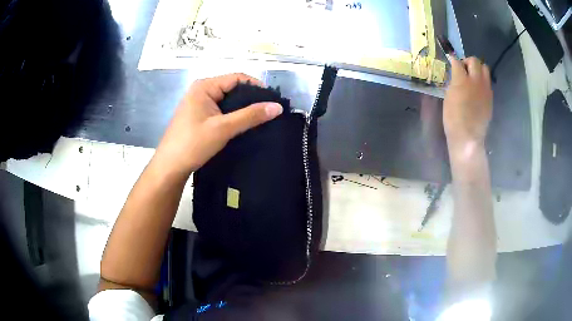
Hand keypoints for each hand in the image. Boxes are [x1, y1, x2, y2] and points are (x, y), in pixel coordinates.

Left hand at [154, 73, 282, 174]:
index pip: (237, 78)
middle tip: (269, 111)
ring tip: (261, 118)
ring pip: (227, 100)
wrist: (170, 167)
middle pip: (232, 87)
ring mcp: (199, 103)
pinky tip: (244, 124)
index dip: (257, 86)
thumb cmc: (193, 144)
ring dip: (243, 108)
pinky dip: (233, 115)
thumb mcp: (223, 128)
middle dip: (251, 98)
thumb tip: (278, 107)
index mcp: (204, 86)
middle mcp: (201, 90)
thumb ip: (250, 116)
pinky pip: (221, 109)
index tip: (273, 100)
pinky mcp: (199, 115)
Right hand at [444, 57, 492, 157]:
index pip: (457, 62)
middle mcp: (475, 80)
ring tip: (473, 77)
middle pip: (474, 61)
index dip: (453, 60)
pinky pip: (488, 82)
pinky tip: (478, 90)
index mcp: (461, 80)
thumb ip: (454, 82)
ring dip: (478, 69)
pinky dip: (483, 81)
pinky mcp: (490, 97)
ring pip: (485, 68)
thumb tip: (456, 76)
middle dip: (468, 62)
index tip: (451, 61)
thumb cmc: (453, 119)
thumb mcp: (448, 97)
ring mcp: (485, 89)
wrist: (468, 137)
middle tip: (464, 69)